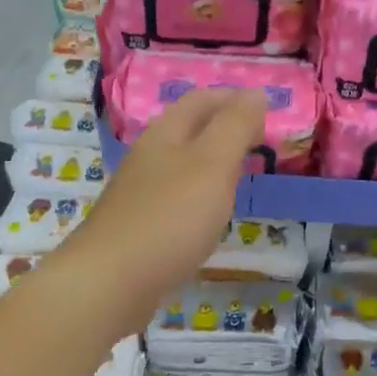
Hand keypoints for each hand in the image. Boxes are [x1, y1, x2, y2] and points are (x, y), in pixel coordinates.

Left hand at [69, 87, 265, 323]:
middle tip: (259, 141)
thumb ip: (235, 126)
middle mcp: (149, 157)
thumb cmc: (169, 217)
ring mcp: (139, 193)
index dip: (234, 99)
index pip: (201, 100)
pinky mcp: (138, 226)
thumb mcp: (213, 164)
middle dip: (223, 127)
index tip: (267, 110)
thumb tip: (255, 93)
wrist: (109, 282)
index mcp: (165, 134)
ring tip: (240, 174)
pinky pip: (175, 197)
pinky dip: (199, 194)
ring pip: (181, 164)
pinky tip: (208, 215)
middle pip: (188, 129)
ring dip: (211, 161)